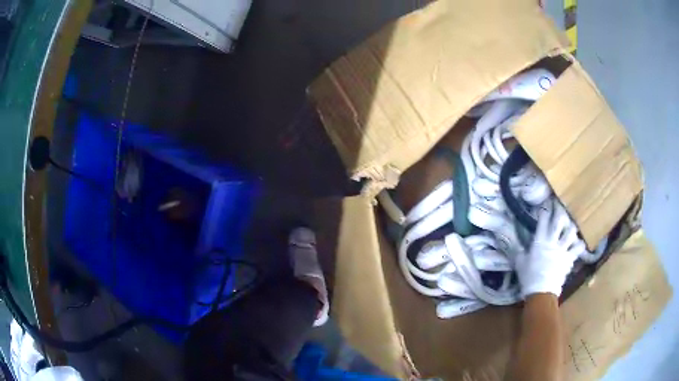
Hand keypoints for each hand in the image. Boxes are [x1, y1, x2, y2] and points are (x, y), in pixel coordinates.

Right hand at [515, 201, 585, 297]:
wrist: (541, 292)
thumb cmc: (529, 277)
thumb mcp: (520, 263)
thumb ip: (519, 250)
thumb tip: (511, 241)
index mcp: (540, 240)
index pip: (543, 219)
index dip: (545, 210)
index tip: (545, 206)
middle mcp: (553, 241)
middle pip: (560, 220)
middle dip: (560, 212)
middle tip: (560, 208)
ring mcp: (563, 249)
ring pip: (571, 231)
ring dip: (571, 227)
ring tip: (571, 227)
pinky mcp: (569, 258)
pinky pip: (578, 248)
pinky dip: (579, 245)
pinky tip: (579, 244)